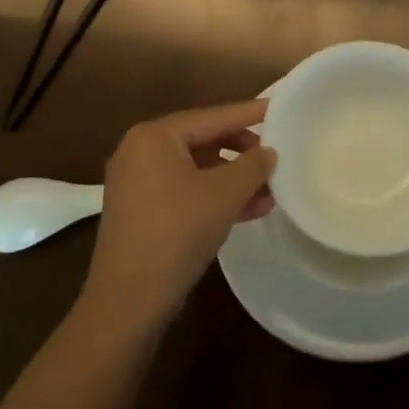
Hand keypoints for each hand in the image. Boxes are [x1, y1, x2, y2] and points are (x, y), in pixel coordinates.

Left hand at [81, 99, 275, 328]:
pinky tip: (250, 209)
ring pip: (196, 169)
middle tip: (274, 154)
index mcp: (154, 136)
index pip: (212, 116)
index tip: (279, 108)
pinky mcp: (141, 211)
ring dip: (233, 179)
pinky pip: (185, 191)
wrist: (129, 300)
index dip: (249, 113)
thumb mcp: (224, 194)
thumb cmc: (177, 232)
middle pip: (203, 140)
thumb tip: (269, 153)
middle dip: (242, 151)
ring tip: (270, 189)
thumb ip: (252, 166)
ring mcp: (137, 183)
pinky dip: (214, 196)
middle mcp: (140, 151)